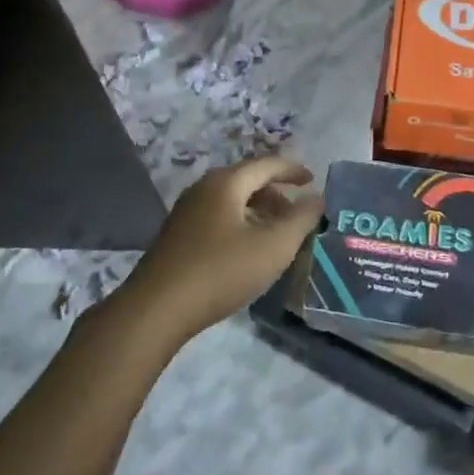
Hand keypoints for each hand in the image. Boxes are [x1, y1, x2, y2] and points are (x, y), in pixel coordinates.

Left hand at [119, 156, 321, 345]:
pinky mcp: (178, 235)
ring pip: (232, 201)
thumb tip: (317, 197)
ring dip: (259, 212)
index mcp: (226, 183)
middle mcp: (204, 188)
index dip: (293, 170)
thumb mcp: (272, 247)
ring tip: (277, 236)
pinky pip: (218, 217)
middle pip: (248, 181)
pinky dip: (241, 224)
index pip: (267, 164)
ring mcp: (187, 211)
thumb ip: (301, 219)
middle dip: (277, 194)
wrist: (156, 309)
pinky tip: (248, 251)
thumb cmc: (220, 271)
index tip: (313, 180)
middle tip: (298, 215)